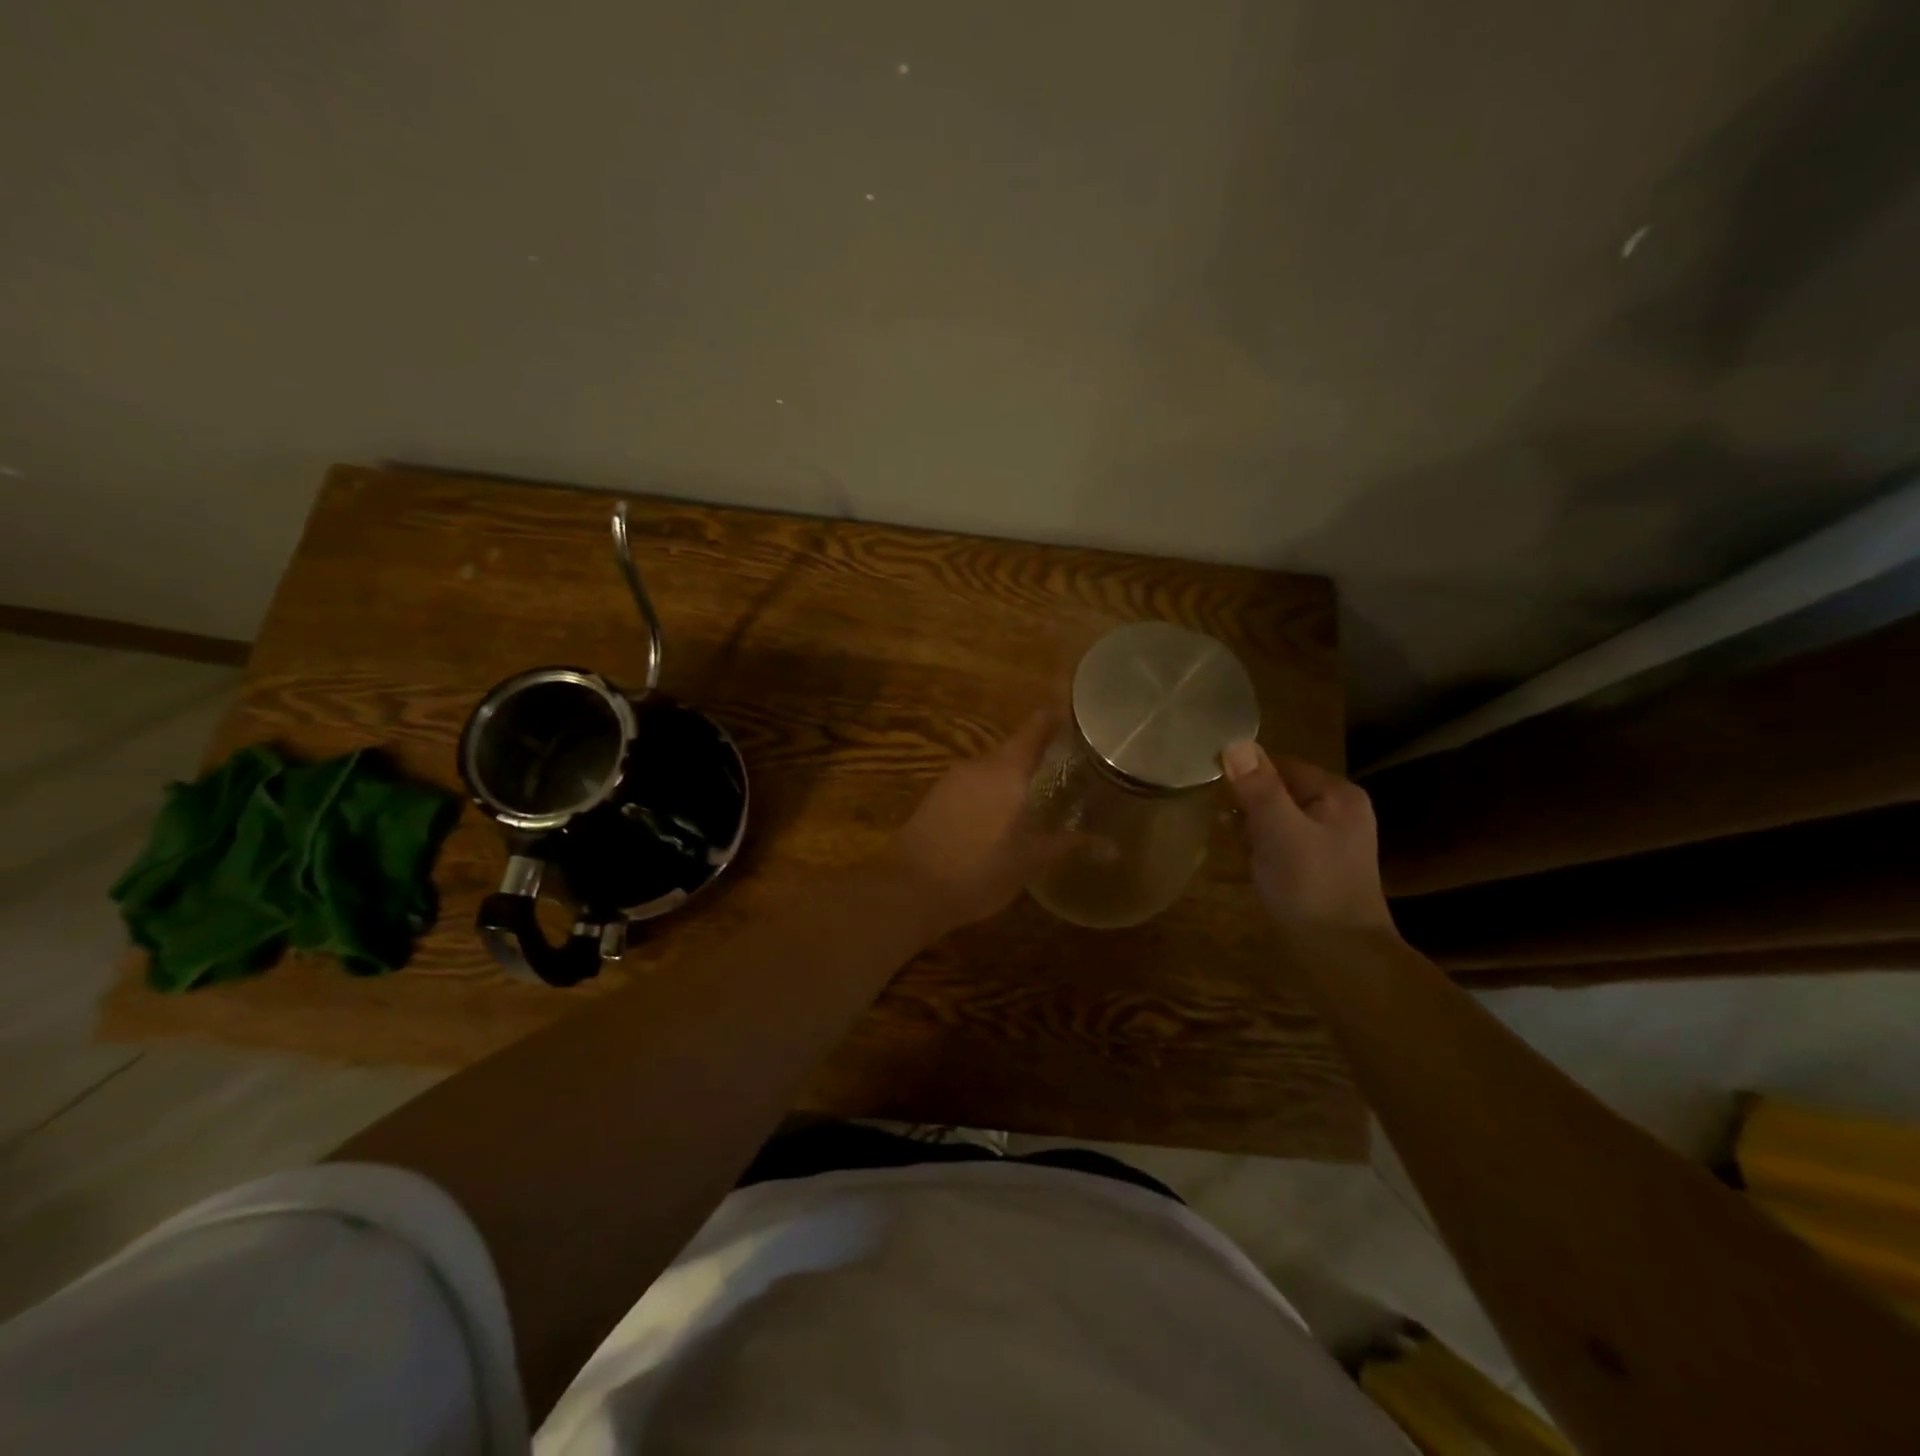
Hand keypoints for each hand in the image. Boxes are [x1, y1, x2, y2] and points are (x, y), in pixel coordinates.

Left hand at [880, 711, 1063, 936]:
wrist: (909, 889)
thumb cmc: (979, 870)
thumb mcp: (1031, 861)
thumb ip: (1070, 845)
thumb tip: (1113, 847)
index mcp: (1005, 769)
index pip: (1035, 727)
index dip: (1055, 719)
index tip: (1077, 718)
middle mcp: (977, 764)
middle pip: (1013, 748)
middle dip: (1037, 756)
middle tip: (1065, 769)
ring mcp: (951, 780)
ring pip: (990, 769)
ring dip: (1011, 777)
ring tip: (1036, 795)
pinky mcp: (934, 798)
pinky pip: (971, 785)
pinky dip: (990, 792)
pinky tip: (999, 817)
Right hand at [1222, 739, 1397, 937]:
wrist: (1341, 956)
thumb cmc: (1312, 886)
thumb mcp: (1280, 831)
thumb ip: (1258, 787)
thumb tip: (1233, 742)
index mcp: (1336, 794)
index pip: (1280, 763)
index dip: (1246, 771)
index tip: (1212, 783)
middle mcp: (1336, 810)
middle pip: (1276, 788)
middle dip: (1246, 801)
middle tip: (1221, 818)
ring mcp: (1326, 840)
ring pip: (1274, 816)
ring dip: (1249, 825)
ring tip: (1231, 841)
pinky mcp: (1314, 866)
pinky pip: (1278, 840)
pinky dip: (1258, 845)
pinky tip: (1243, 860)